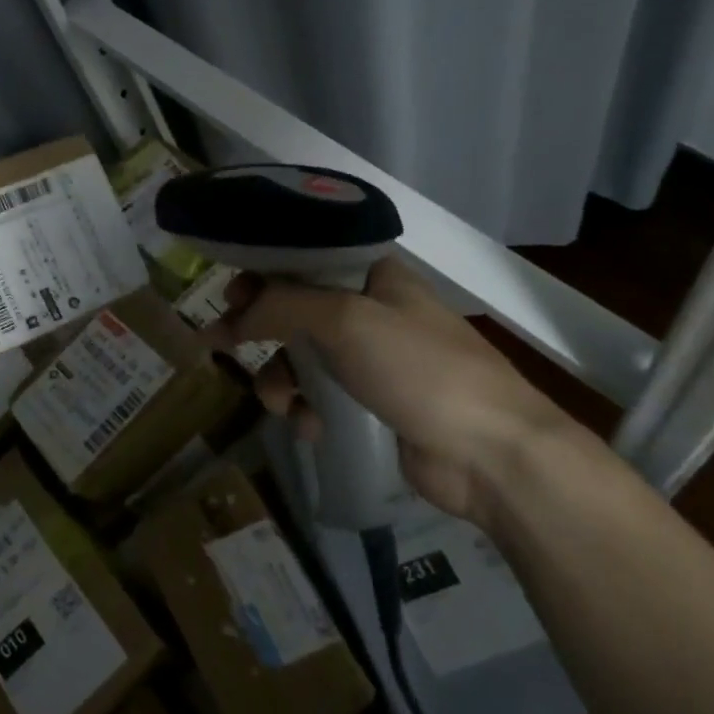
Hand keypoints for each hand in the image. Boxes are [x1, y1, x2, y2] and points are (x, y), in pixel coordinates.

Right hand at [206, 256, 571, 523]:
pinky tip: (309, 426)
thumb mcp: (345, 320)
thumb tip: (231, 319)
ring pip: (300, 356)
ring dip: (279, 378)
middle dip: (259, 328)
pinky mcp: (370, 403)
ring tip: (280, 402)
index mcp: (374, 276)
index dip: (262, 272)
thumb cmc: (420, 369)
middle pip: (294, 308)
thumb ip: (280, 307)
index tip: (229, 293)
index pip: (304, 259)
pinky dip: (304, 409)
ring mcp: (371, 359)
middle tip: (222, 340)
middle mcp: (371, 310)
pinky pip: (317, 396)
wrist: (491, 454)